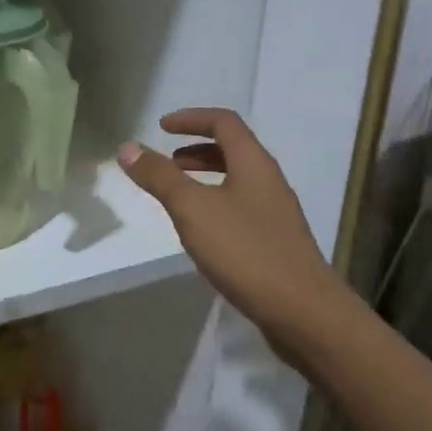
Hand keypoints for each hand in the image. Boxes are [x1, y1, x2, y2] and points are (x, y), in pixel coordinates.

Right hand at [118, 108, 336, 361]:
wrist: (304, 312)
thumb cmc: (245, 250)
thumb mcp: (192, 209)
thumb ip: (159, 177)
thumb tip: (127, 147)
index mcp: (253, 163)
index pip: (223, 122)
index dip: (191, 118)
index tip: (162, 127)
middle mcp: (269, 180)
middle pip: (233, 150)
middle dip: (196, 150)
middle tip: (167, 162)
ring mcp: (277, 213)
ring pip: (237, 181)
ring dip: (206, 179)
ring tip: (178, 197)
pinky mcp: (277, 242)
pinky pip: (242, 208)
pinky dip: (216, 205)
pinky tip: (202, 233)